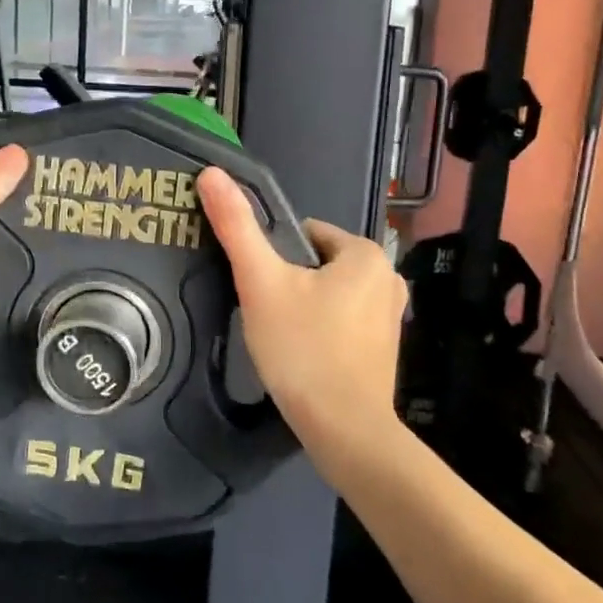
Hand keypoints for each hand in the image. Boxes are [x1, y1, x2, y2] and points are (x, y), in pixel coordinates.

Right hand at [196, 167, 406, 456]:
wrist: (344, 430)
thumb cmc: (303, 348)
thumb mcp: (261, 282)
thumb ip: (236, 226)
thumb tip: (212, 172)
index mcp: (365, 254)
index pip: (304, 233)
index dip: (273, 256)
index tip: (259, 286)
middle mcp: (388, 278)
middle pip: (316, 264)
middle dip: (289, 283)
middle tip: (267, 314)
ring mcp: (390, 316)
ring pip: (328, 295)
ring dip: (303, 307)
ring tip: (281, 337)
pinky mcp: (385, 349)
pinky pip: (342, 322)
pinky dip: (321, 331)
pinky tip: (303, 356)